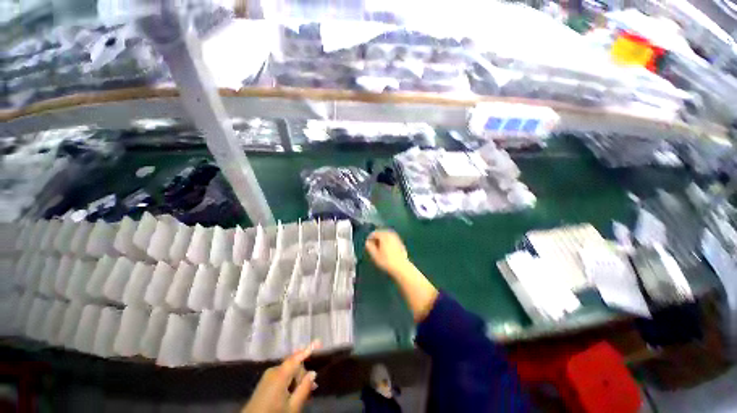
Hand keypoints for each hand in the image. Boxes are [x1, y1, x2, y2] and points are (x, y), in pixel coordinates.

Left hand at [242, 342, 319, 412]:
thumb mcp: (292, 406)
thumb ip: (304, 389)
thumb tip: (313, 373)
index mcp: (280, 374)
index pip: (297, 357)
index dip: (309, 348)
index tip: (319, 341)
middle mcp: (273, 370)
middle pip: (294, 366)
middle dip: (303, 374)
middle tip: (313, 388)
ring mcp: (268, 376)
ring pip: (288, 372)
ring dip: (297, 380)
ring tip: (304, 394)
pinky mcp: (265, 382)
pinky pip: (282, 376)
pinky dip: (290, 383)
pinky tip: (294, 394)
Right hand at [365, 230, 410, 276]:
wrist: (401, 267)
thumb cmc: (386, 261)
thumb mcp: (375, 255)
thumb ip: (369, 247)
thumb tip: (367, 242)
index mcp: (384, 236)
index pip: (374, 233)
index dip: (369, 238)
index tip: (367, 245)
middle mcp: (390, 234)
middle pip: (381, 233)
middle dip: (376, 238)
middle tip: (372, 246)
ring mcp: (396, 238)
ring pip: (386, 236)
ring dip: (382, 240)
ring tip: (379, 248)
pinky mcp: (400, 242)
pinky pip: (391, 239)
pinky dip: (387, 242)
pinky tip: (386, 250)